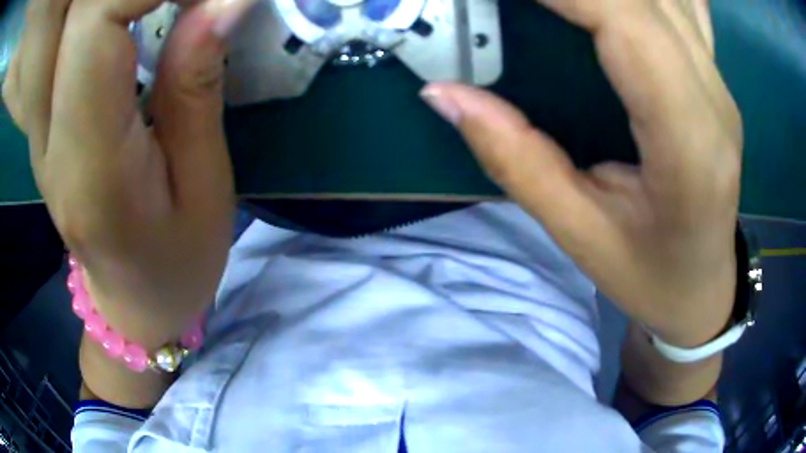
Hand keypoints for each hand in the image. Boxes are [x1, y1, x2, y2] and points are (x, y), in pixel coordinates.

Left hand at [2, 0, 253, 346]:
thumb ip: (196, 83)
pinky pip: (64, 35)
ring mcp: (41, 125)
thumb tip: (225, 1)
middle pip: (71, 13)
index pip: (95, 22)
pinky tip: (132, 8)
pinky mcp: (46, 115)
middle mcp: (50, 133)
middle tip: (182, 0)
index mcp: (88, 160)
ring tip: (152, 6)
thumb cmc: (178, 261)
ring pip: (61, 22)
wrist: (132, 301)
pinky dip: (97, 9)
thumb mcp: (203, 182)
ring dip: (102, 0)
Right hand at [421, 0, 741, 346]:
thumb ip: (514, 159)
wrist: (704, 289)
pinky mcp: (716, 78)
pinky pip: (688, 4)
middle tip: (522, 2)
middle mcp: (713, 97)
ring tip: (558, 5)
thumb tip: (443, 94)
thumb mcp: (580, 235)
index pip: (626, 21)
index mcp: (688, 142)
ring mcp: (720, 82)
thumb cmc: (651, 276)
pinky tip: (624, 1)